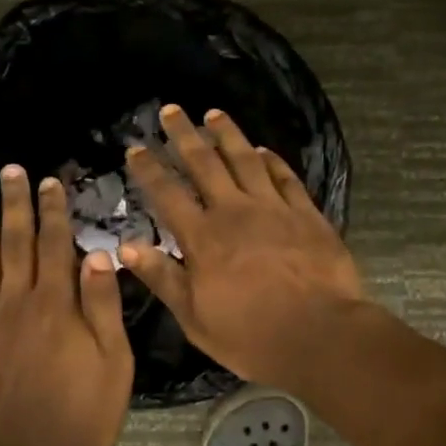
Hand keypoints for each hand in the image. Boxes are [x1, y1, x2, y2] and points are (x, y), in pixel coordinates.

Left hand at [0, 165, 133, 445]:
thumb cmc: (79, 415)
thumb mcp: (114, 362)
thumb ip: (102, 306)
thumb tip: (96, 254)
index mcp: (56, 304)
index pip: (55, 244)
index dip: (53, 211)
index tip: (49, 182)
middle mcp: (16, 302)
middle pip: (15, 243)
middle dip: (15, 205)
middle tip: (10, 171)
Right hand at [118, 106, 365, 385]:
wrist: (320, 335)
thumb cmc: (251, 335)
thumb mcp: (194, 317)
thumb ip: (162, 277)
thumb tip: (125, 246)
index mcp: (203, 237)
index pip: (168, 193)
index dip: (149, 168)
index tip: (136, 147)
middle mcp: (235, 211)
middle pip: (205, 163)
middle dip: (185, 134)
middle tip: (172, 110)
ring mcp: (274, 208)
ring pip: (246, 159)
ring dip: (227, 134)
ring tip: (214, 113)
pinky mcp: (306, 214)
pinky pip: (285, 177)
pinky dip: (272, 160)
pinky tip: (263, 149)